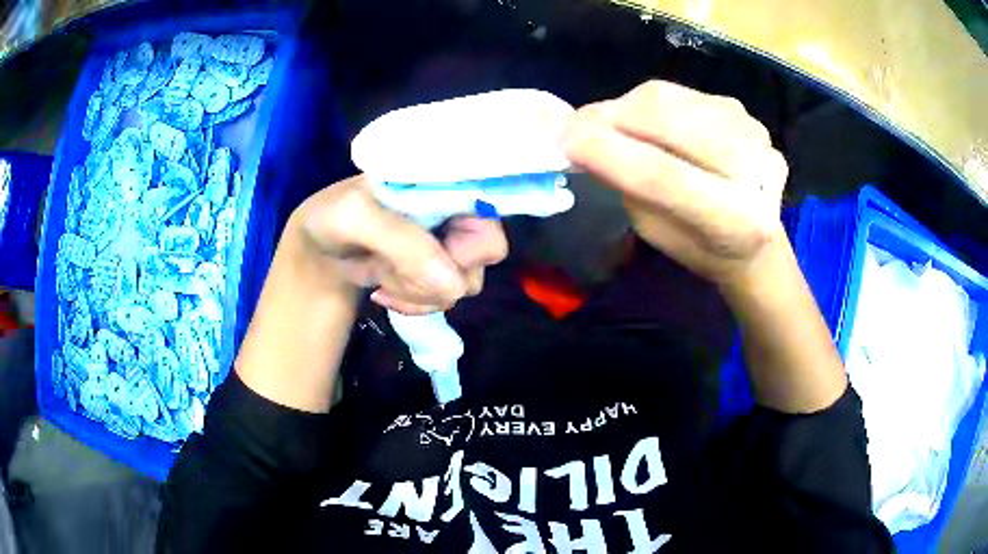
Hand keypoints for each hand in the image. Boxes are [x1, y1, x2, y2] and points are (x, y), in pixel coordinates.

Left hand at [290, 175, 507, 313]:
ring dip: (420, 289)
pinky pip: (447, 298)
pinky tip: (386, 290)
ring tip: (383, 275)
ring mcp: (450, 241)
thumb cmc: (332, 218)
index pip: (491, 201)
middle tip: (398, 267)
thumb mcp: (355, 218)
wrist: (319, 251)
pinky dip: (415, 302)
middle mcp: (456, 206)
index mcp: (441, 177)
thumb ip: (402, 242)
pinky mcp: (439, 270)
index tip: (436, 249)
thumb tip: (454, 284)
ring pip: (466, 281)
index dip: (471, 235)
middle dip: (438, 270)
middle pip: (486, 249)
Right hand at [563, 80, 788, 288]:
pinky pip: (682, 93)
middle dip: (612, 118)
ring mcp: (754, 132)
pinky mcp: (744, 112)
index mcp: (737, 220)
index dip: (609, 153)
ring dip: (627, 107)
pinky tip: (645, 123)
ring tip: (609, 126)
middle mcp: (755, 168)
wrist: (756, 240)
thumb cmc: (700, 248)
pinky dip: (650, 104)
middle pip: (669, 121)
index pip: (665, 177)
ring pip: (672, 99)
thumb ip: (628, 185)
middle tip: (577, 127)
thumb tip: (583, 137)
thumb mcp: (658, 231)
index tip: (565, 140)